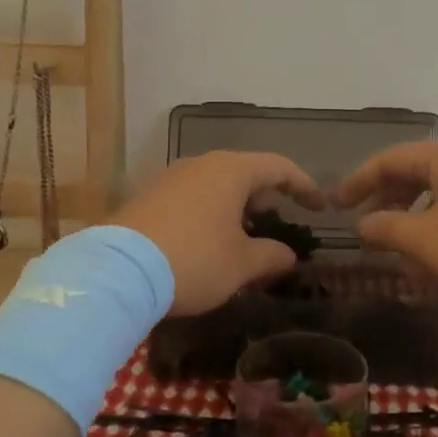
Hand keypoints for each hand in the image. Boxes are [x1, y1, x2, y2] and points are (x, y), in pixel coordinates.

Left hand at [111, 151, 324, 315]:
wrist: (117, 272)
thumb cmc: (194, 260)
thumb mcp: (241, 264)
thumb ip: (271, 256)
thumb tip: (288, 255)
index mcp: (230, 171)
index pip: (278, 167)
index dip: (304, 185)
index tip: (320, 207)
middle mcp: (200, 164)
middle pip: (245, 172)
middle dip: (266, 197)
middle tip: (280, 222)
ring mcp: (169, 178)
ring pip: (215, 185)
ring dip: (236, 208)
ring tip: (244, 237)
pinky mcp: (147, 198)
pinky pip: (191, 198)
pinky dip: (209, 214)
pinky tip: (208, 243)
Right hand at [335, 137, 437, 306]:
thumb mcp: (428, 240)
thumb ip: (388, 229)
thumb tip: (363, 223)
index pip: (388, 161)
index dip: (358, 182)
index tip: (336, 206)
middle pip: (413, 177)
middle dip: (387, 206)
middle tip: (368, 233)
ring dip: (414, 227)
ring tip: (402, 259)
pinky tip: (437, 267)